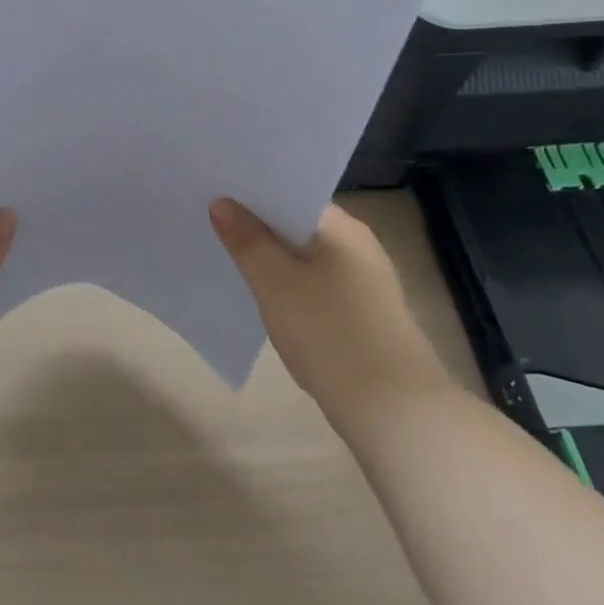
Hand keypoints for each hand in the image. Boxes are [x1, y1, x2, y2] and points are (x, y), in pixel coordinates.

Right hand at [210, 199, 452, 425]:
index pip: (290, 192)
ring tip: (225, 256)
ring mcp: (363, 282)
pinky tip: (261, 297)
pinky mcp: (361, 315)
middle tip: (208, 221)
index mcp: (342, 228)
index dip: (251, 192)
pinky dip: (287, 285)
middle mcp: (357, 246)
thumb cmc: (330, 334)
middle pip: (296, 224)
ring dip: (270, 257)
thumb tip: (222, 203)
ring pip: (303, 257)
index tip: (212, 192)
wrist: (395, 412)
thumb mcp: (276, 283)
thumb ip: (246, 240)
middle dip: (255, 225)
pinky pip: (313, 285)